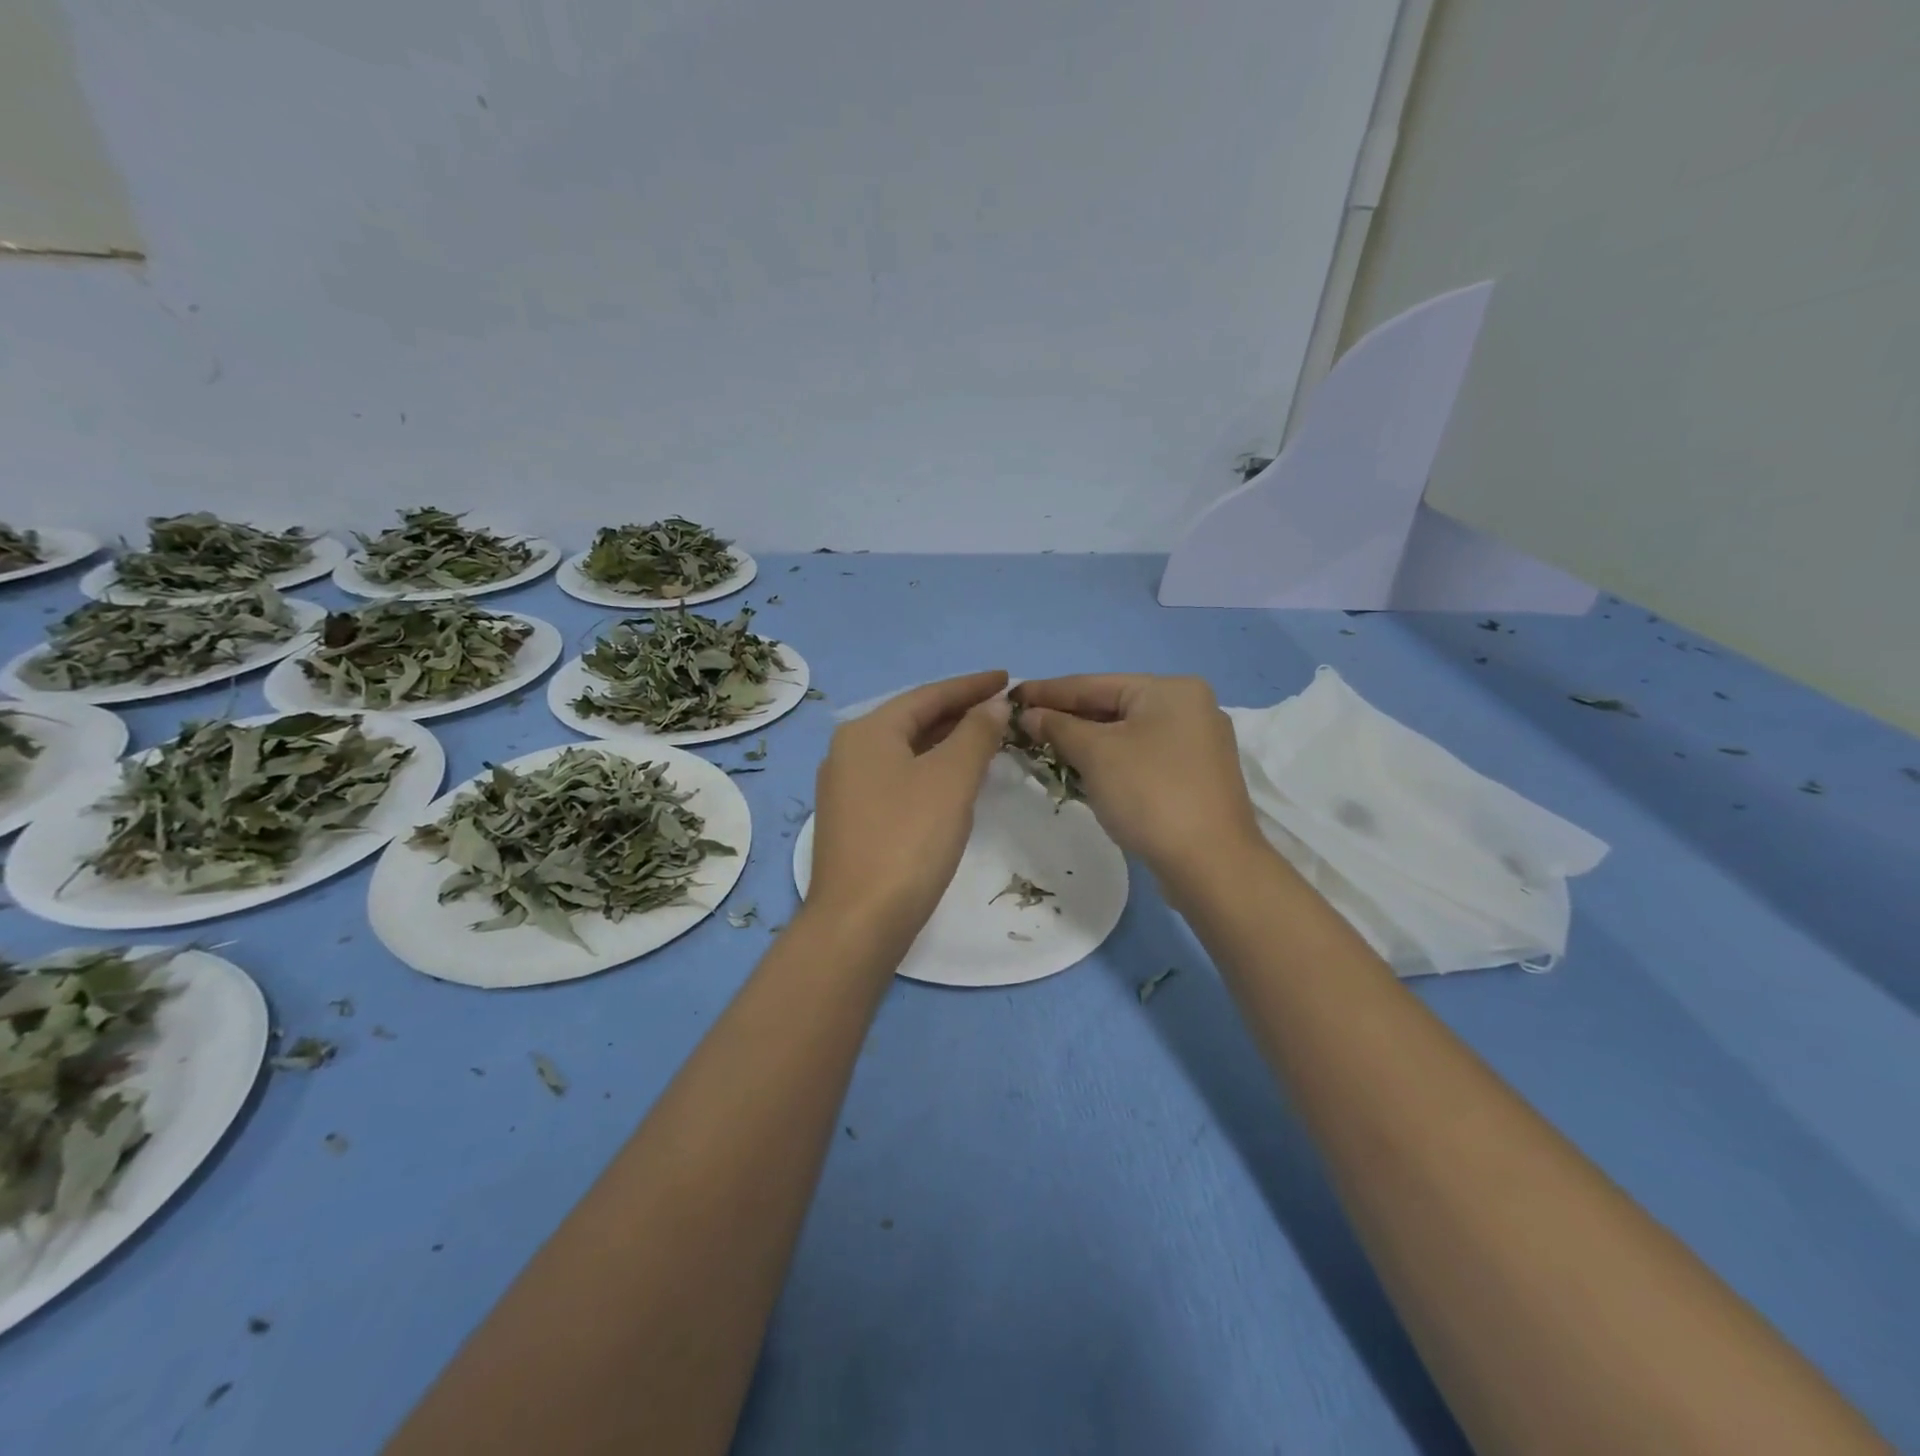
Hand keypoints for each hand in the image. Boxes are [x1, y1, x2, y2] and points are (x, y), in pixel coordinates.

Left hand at [807, 671, 1011, 942]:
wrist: (860, 920)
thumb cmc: (908, 839)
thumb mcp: (950, 779)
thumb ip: (975, 734)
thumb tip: (993, 705)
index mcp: (867, 731)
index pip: (928, 695)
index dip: (971, 686)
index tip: (1009, 679)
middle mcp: (849, 751)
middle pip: (914, 720)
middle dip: (959, 712)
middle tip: (1003, 709)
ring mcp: (847, 788)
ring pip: (907, 752)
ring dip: (947, 742)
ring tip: (987, 738)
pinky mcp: (854, 820)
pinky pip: (899, 778)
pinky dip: (931, 770)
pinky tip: (955, 780)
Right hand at [1012, 674, 1263, 883]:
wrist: (1211, 865)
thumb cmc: (1150, 794)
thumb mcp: (1096, 754)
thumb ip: (1058, 727)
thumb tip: (1030, 714)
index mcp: (1170, 689)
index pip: (1093, 684)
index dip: (1046, 691)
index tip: (1009, 697)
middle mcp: (1189, 707)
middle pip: (1112, 706)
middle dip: (1066, 719)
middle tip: (1021, 727)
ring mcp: (1196, 744)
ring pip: (1126, 734)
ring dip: (1085, 743)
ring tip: (1042, 748)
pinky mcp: (1195, 777)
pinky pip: (1141, 757)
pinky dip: (1110, 762)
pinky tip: (1082, 772)